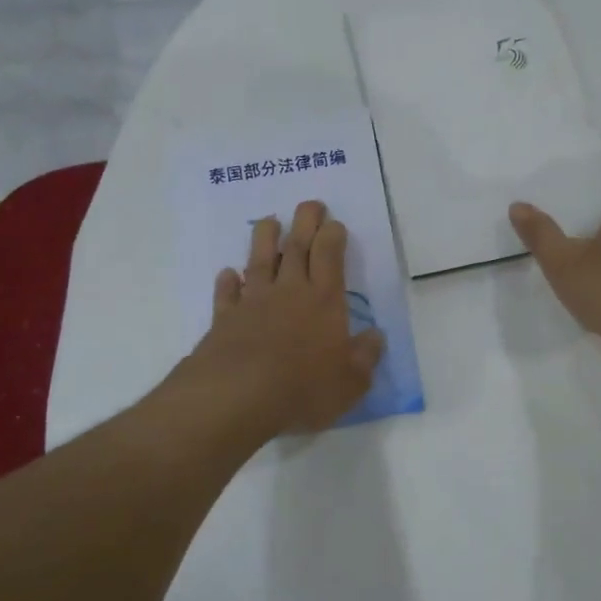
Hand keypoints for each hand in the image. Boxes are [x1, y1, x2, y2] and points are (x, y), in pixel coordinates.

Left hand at [186, 200, 385, 434]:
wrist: (237, 397)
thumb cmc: (303, 388)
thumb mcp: (350, 383)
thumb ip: (365, 357)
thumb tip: (376, 336)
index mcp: (324, 301)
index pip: (330, 256)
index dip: (333, 236)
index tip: (334, 223)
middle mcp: (289, 292)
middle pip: (296, 247)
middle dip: (305, 222)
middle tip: (309, 204)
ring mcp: (253, 302)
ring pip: (259, 261)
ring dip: (264, 239)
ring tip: (268, 221)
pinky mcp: (224, 319)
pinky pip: (227, 294)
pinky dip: (228, 281)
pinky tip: (228, 274)